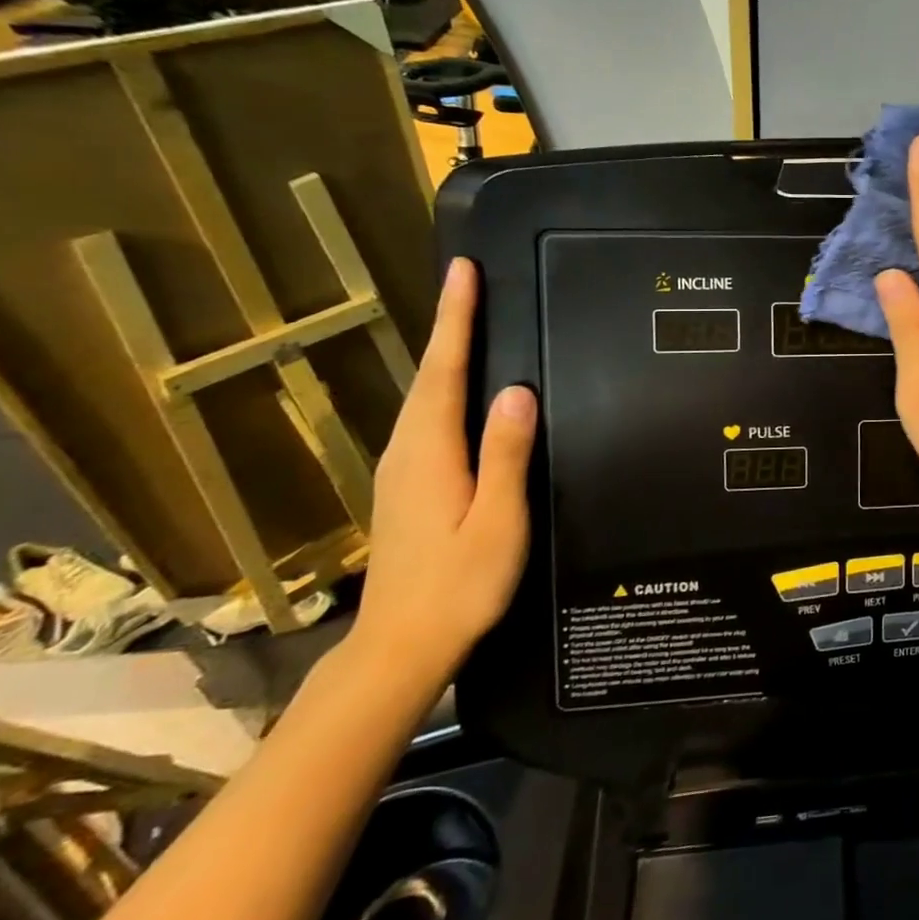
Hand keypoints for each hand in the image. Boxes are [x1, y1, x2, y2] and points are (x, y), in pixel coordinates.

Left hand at [349, 257, 535, 688]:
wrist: (400, 647)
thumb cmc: (458, 586)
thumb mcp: (496, 521)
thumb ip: (506, 455)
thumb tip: (518, 391)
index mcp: (431, 452)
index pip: (445, 370)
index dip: (455, 319)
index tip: (463, 272)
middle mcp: (407, 451)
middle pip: (429, 375)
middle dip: (449, 325)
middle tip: (470, 282)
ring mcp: (401, 470)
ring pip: (425, 396)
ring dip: (446, 354)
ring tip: (469, 321)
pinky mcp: (406, 486)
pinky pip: (426, 418)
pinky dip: (443, 388)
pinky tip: (460, 390)